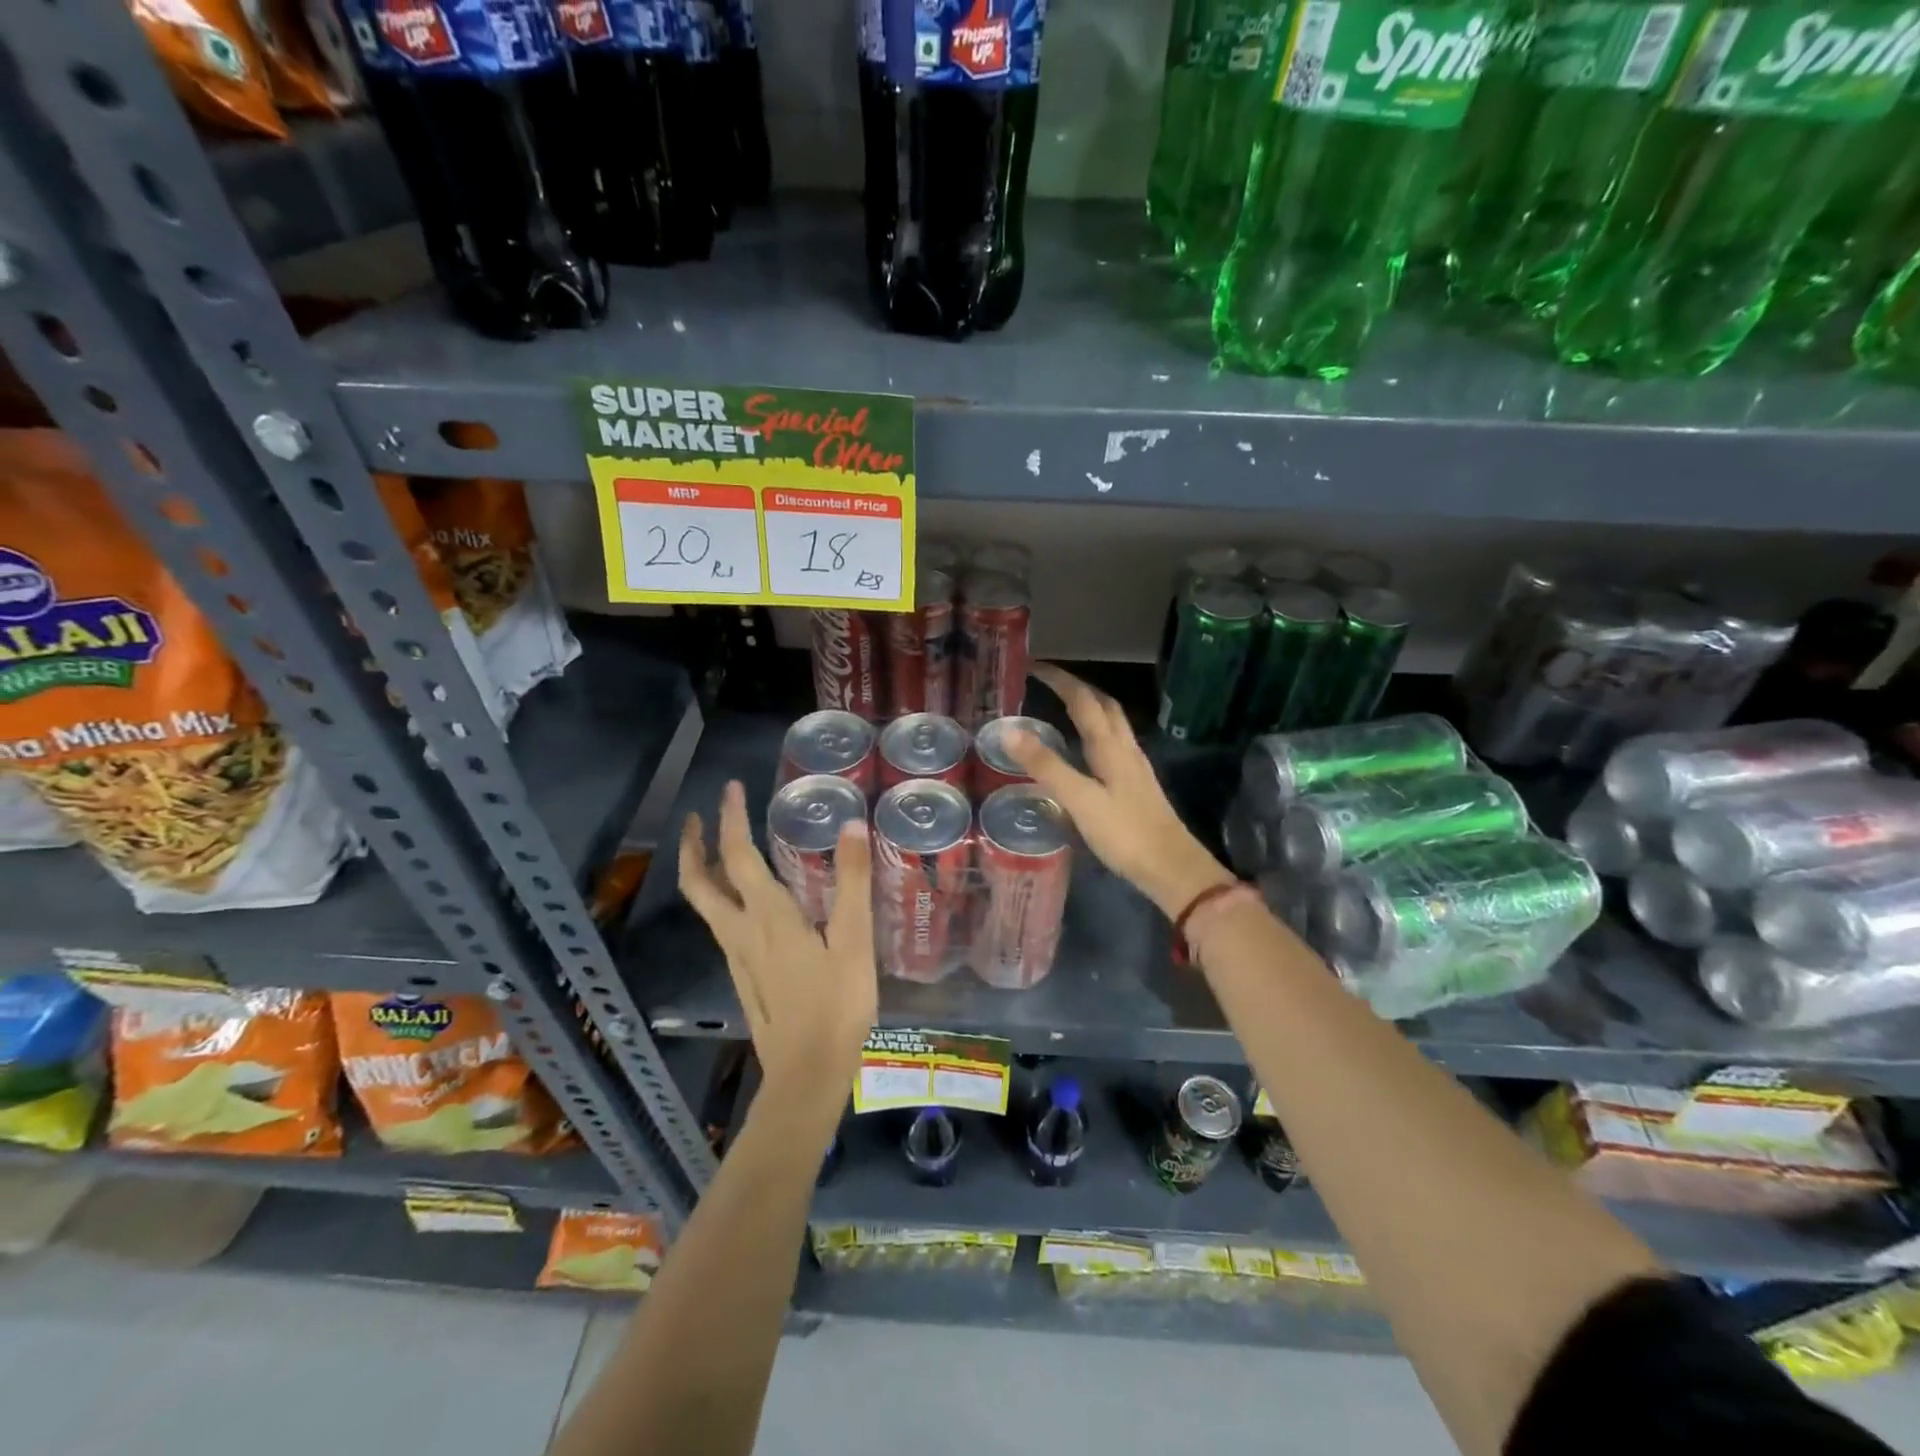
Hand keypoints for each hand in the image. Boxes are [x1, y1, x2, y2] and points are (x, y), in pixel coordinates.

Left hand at [679, 781, 876, 1106]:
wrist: (807, 1073)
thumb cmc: (837, 1004)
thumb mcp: (854, 940)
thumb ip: (853, 881)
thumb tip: (851, 824)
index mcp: (768, 916)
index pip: (738, 856)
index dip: (731, 819)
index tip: (729, 789)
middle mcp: (741, 931)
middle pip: (700, 883)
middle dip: (694, 846)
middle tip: (696, 818)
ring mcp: (737, 957)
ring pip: (706, 905)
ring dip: (703, 871)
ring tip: (716, 850)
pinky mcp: (744, 976)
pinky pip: (722, 925)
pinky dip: (720, 898)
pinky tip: (746, 903)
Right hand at [1009, 664, 1235, 917]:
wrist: (1172, 868)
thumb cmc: (1125, 834)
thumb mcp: (1079, 799)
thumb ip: (1046, 765)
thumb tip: (1010, 730)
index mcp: (1110, 746)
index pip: (1083, 700)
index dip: (1060, 680)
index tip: (1036, 667)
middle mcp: (1125, 748)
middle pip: (1104, 705)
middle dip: (1078, 688)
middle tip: (1050, 682)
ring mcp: (1135, 767)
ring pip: (1113, 724)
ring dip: (1090, 707)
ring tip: (1065, 707)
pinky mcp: (1137, 785)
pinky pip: (1114, 744)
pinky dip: (1096, 732)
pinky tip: (1087, 750)